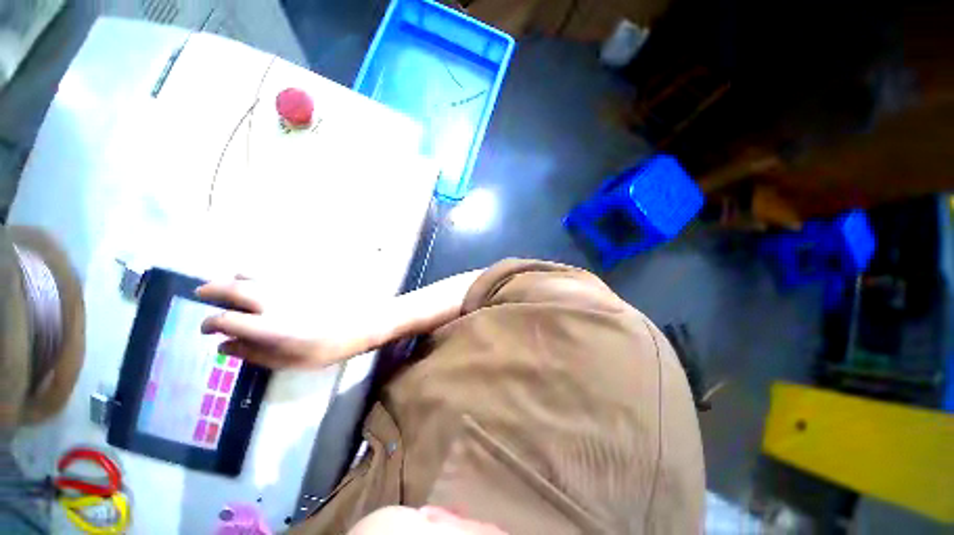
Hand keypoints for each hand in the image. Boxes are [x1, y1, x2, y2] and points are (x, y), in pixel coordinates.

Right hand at [196, 277, 376, 368]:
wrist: (365, 321)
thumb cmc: (330, 347)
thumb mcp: (291, 361)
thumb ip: (254, 354)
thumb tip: (224, 346)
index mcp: (267, 326)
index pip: (224, 320)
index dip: (209, 324)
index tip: (205, 329)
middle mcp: (273, 300)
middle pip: (231, 288)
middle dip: (210, 290)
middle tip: (201, 293)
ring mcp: (289, 285)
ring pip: (251, 273)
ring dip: (233, 278)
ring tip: (229, 286)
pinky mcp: (303, 277)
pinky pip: (273, 271)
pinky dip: (258, 274)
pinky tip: (261, 283)